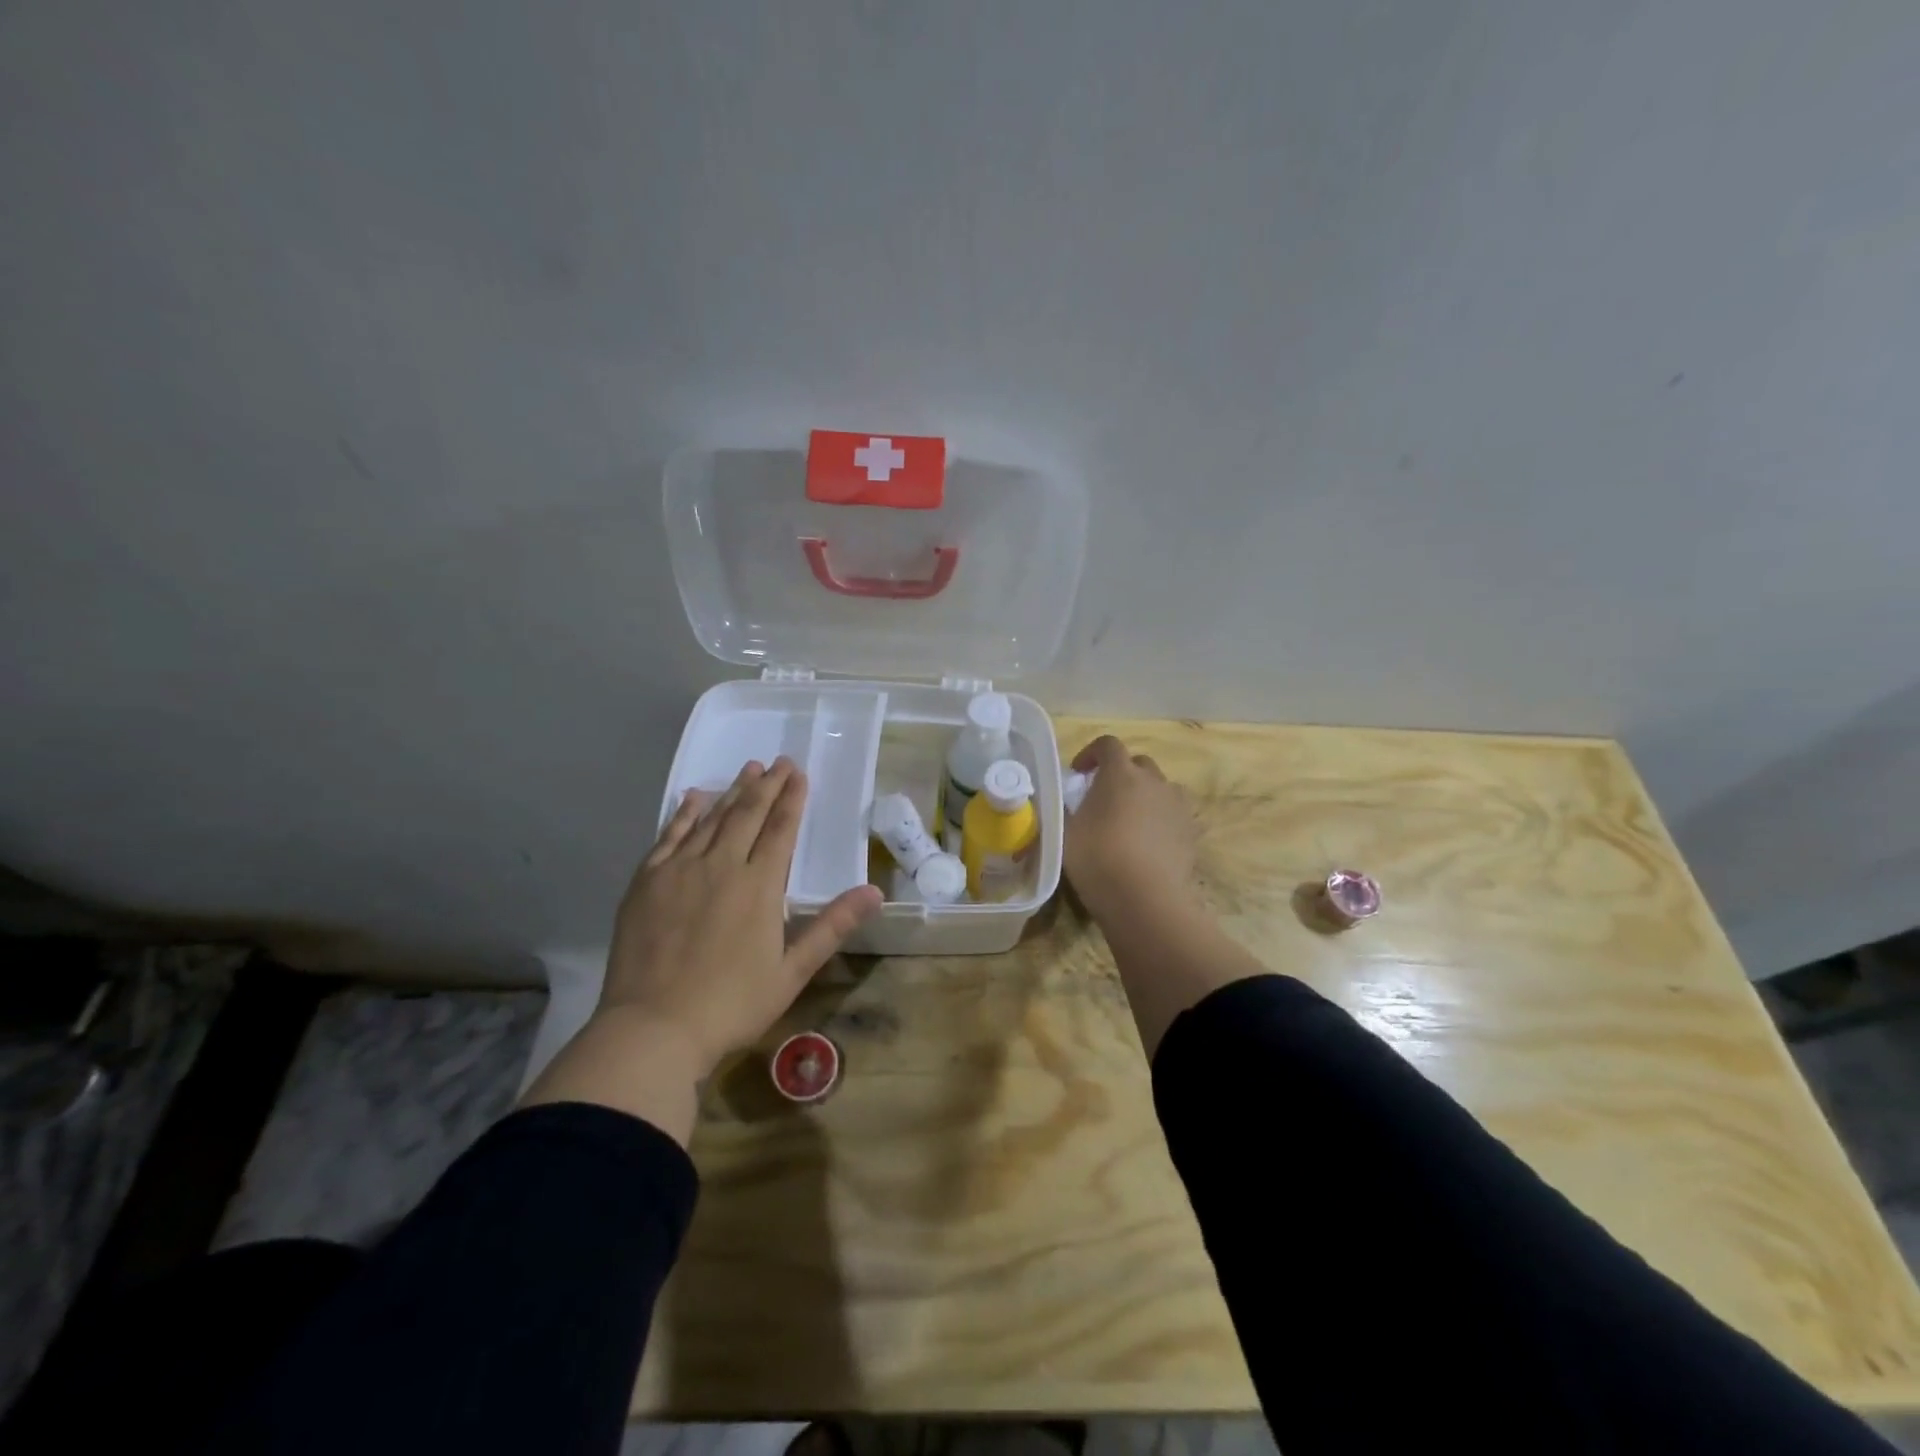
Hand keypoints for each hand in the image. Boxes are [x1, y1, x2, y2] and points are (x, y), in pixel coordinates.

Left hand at [602, 757, 882, 1078]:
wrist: (653, 1029)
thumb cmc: (731, 1005)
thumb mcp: (792, 971)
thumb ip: (832, 926)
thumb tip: (874, 892)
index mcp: (760, 886)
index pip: (781, 830)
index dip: (792, 799)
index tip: (799, 774)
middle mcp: (722, 865)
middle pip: (748, 814)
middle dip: (767, 785)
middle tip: (779, 762)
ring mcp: (680, 870)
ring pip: (712, 819)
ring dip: (733, 791)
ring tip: (749, 769)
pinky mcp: (647, 881)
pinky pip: (670, 835)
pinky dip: (686, 813)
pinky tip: (695, 797)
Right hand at [1064, 736, 1201, 923]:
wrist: (1146, 900)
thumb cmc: (1098, 860)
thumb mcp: (1066, 834)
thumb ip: (1066, 810)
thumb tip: (1067, 803)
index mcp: (1120, 773)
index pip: (1108, 744)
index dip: (1091, 753)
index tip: (1078, 774)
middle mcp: (1154, 781)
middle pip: (1138, 764)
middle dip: (1120, 774)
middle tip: (1103, 798)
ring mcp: (1177, 805)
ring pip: (1161, 788)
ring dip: (1144, 795)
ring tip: (1130, 820)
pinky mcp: (1192, 832)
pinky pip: (1174, 815)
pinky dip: (1161, 820)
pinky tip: (1149, 843)